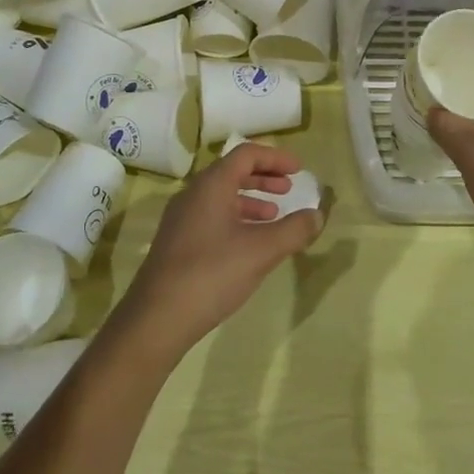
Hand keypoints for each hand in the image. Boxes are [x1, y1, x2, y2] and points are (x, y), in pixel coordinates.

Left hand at [116, 143, 321, 358]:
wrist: (156, 318)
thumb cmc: (212, 273)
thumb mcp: (261, 251)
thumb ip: (294, 230)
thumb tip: (317, 215)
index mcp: (211, 185)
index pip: (246, 154)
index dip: (275, 158)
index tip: (298, 170)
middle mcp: (193, 194)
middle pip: (232, 172)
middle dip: (263, 177)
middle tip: (288, 189)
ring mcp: (181, 219)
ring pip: (221, 197)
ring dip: (250, 200)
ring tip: (273, 217)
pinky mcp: (176, 243)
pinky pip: (211, 217)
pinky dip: (235, 219)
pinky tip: (248, 245)